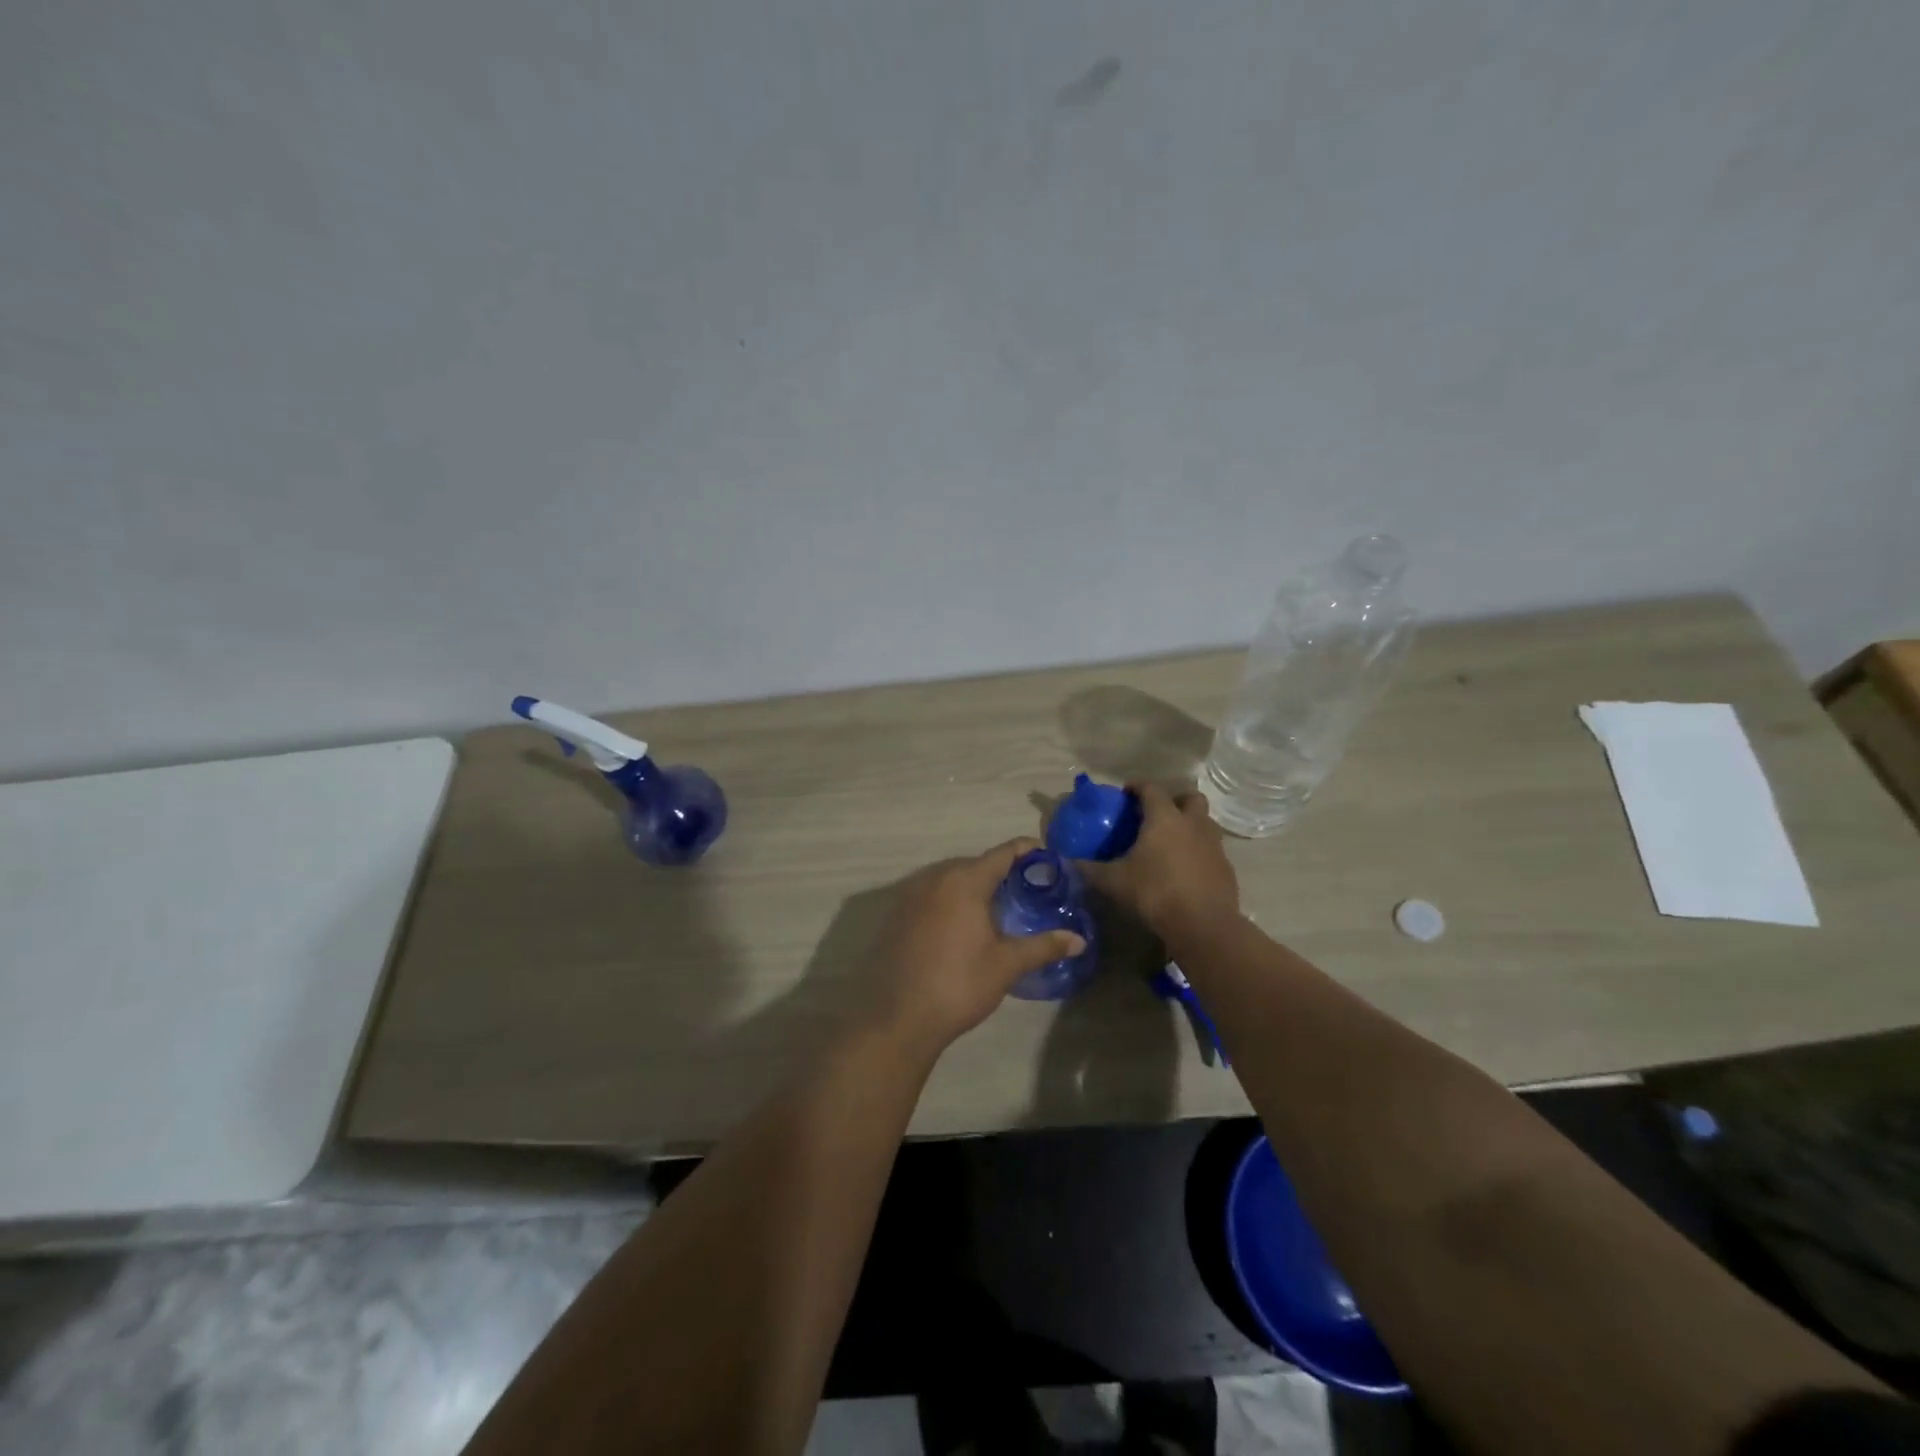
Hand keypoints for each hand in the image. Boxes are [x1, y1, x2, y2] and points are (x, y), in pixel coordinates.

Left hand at [862, 839, 1086, 1054]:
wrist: (897, 1017)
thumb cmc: (958, 984)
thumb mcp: (1006, 965)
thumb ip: (1043, 946)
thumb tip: (1079, 940)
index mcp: (964, 881)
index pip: (1002, 853)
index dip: (1027, 851)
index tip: (1048, 858)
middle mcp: (934, 878)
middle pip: (975, 863)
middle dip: (1002, 871)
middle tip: (1028, 889)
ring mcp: (910, 894)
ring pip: (950, 878)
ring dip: (974, 885)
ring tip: (998, 906)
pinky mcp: (897, 914)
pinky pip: (931, 894)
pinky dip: (951, 899)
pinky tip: (962, 925)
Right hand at [1077, 784, 1239, 939]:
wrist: (1203, 925)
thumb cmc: (1155, 893)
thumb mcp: (1114, 881)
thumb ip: (1090, 868)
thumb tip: (1067, 861)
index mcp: (1165, 818)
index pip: (1151, 789)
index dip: (1137, 786)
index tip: (1125, 793)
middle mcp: (1193, 824)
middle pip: (1189, 798)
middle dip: (1174, 800)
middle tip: (1156, 815)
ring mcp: (1214, 845)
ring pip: (1204, 823)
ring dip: (1189, 825)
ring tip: (1170, 843)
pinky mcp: (1225, 868)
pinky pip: (1211, 849)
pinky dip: (1198, 852)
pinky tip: (1184, 870)